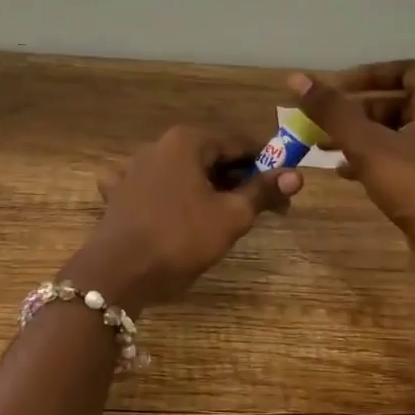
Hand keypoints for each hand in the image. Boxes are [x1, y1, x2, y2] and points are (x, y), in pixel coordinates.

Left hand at [68, 126, 301, 310]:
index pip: (239, 143)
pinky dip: (169, 197)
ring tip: (226, 218)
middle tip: (264, 210)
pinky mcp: (119, 195)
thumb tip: (296, 175)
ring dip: (207, 190)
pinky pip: (153, 189)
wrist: (117, 273)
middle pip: (210, 158)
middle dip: (239, 180)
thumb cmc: (180, 239)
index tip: (284, 190)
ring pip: (183, 173)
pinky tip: (172, 211)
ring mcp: (133, 170)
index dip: (267, 165)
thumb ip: (262, 192)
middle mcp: (158, 146)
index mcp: (187, 141)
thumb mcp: (230, 216)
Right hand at [289, 61, 414, 274]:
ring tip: (323, 146)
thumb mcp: (368, 145)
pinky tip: (342, 173)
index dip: (373, 73)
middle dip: (356, 110)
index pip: (409, 71)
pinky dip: (367, 161)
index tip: (340, 86)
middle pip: (396, 104)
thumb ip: (333, 112)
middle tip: (323, 120)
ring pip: (392, 135)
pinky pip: (394, 162)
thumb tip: (297, 79)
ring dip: (358, 136)